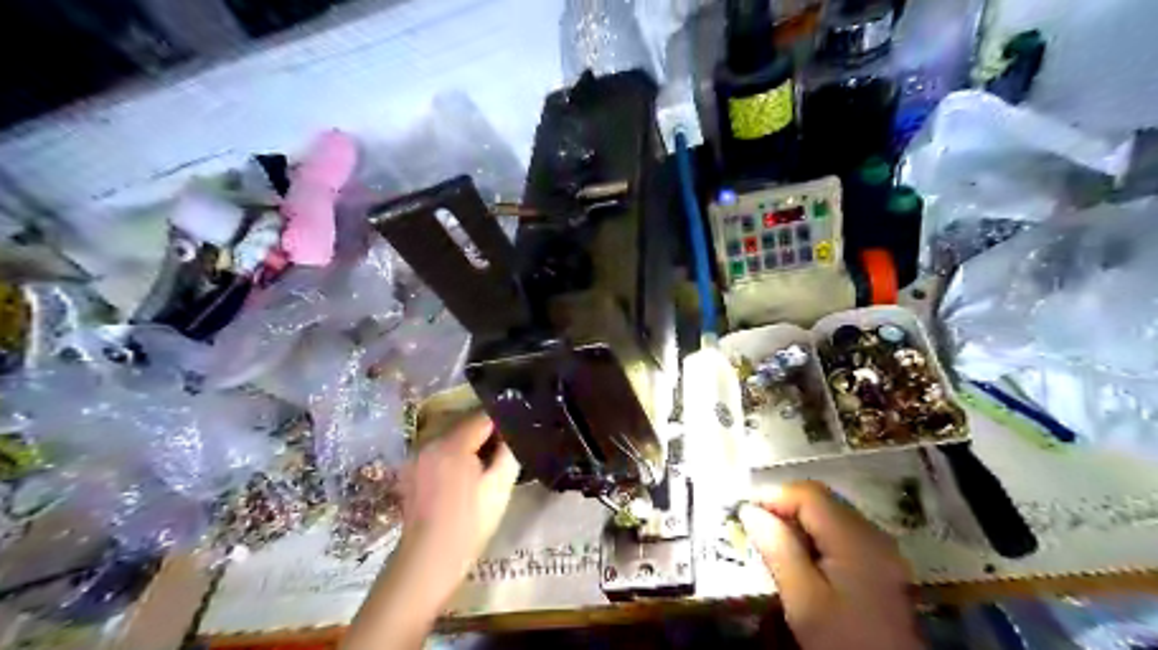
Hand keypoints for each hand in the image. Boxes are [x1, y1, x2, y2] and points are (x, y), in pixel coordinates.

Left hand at [404, 415, 520, 594]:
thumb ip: (509, 452)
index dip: (503, 423)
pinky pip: (437, 450)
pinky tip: (462, 475)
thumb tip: (513, 434)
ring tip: (484, 463)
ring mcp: (416, 456)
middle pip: (464, 423)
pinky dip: (452, 454)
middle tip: (504, 449)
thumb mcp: (500, 487)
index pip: (483, 417)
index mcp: (452, 444)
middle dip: (485, 432)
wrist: (428, 560)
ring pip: (450, 436)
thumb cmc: (469, 524)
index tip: (517, 434)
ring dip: (468, 442)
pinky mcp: (410, 469)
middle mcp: (429, 442)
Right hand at [741, 480, 922, 647]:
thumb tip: (750, 510)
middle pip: (822, 500)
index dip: (773, 496)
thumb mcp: (803, 599)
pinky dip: (814, 534)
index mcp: (855, 539)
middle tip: (754, 526)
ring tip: (772, 541)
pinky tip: (801, 557)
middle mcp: (873, 534)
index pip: (809, 495)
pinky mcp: (880, 564)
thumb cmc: (843, 640)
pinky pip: (840, 532)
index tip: (743, 512)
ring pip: (830, 514)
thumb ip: (778, 549)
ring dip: (798, 520)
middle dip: (784, 506)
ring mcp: (880, 549)